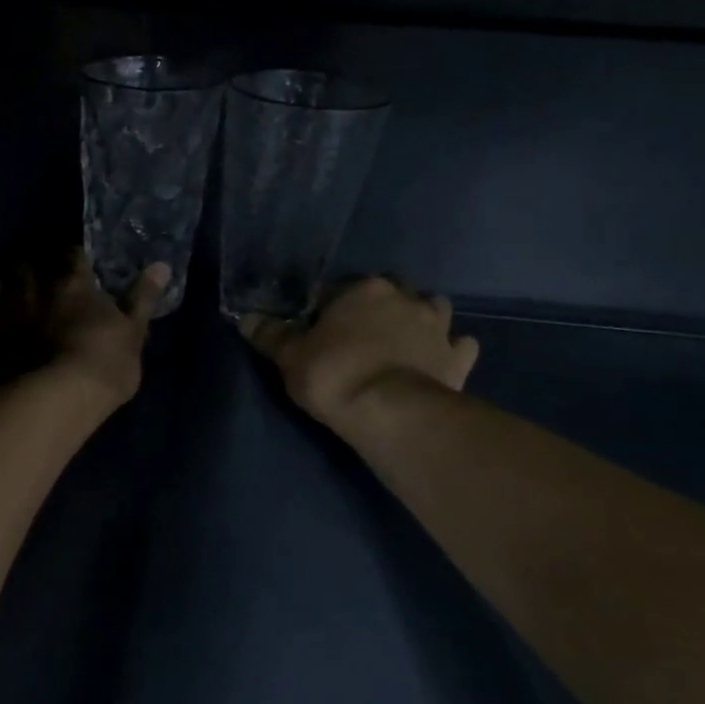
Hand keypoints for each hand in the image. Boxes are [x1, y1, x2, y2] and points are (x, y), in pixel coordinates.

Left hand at [0, 252, 168, 409]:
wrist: (49, 402)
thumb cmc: (101, 371)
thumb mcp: (133, 337)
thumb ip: (142, 300)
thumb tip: (162, 265)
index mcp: (72, 285)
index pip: (72, 256)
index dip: (71, 263)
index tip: (72, 273)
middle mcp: (30, 286)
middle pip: (23, 264)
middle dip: (26, 275)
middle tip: (30, 292)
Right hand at [239, 277, 478, 429]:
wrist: (390, 412)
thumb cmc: (333, 375)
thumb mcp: (289, 357)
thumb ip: (270, 335)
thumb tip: (245, 317)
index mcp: (362, 290)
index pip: (337, 291)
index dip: (324, 311)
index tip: (316, 331)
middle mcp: (405, 298)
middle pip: (390, 293)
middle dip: (379, 307)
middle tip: (360, 336)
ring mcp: (437, 327)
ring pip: (433, 309)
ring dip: (421, 319)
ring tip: (403, 342)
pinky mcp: (458, 358)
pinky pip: (460, 345)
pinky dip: (451, 350)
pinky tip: (439, 360)